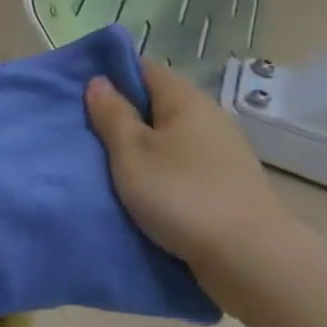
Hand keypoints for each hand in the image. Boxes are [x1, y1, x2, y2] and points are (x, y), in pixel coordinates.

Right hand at [85, 58, 297, 275]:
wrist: (247, 257)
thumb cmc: (180, 194)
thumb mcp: (131, 152)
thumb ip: (112, 115)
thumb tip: (99, 81)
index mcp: (186, 101)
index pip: (144, 68)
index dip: (111, 74)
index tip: (79, 90)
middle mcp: (208, 118)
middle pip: (156, 102)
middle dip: (121, 111)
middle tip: (82, 128)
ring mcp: (220, 151)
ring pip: (167, 135)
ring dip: (138, 143)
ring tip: (104, 159)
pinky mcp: (223, 182)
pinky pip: (179, 161)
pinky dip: (156, 166)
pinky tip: (138, 184)